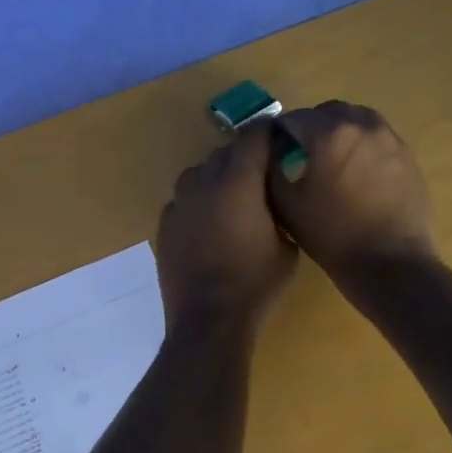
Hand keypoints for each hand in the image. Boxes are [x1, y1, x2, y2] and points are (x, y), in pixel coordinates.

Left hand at [156, 125, 297, 334]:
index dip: (268, 132)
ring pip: (199, 173)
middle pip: (224, 152)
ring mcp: (179, 203)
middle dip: (244, 156)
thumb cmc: (256, 283)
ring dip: (217, 177)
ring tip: (232, 199)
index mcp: (238, 181)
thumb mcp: (287, 247)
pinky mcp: (164, 224)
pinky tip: (208, 224)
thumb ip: (281, 211)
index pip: (253, 136)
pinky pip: (184, 200)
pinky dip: (198, 203)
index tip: (280, 137)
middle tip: (262, 173)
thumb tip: (274, 198)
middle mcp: (204, 182)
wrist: (207, 320)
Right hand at [267, 102, 436, 275]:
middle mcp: (361, 124)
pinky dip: (360, 144)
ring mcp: (389, 138)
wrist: (390, 263)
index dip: (279, 132)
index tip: (273, 150)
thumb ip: (271, 167)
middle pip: (327, 112)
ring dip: (338, 131)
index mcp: (329, 133)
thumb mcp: (287, 204)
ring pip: (356, 119)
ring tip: (330, 160)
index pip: (294, 118)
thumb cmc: (332, 235)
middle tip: (300, 153)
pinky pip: (376, 137)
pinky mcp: (406, 154)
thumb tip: (271, 148)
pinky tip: (355, 173)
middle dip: (310, 126)